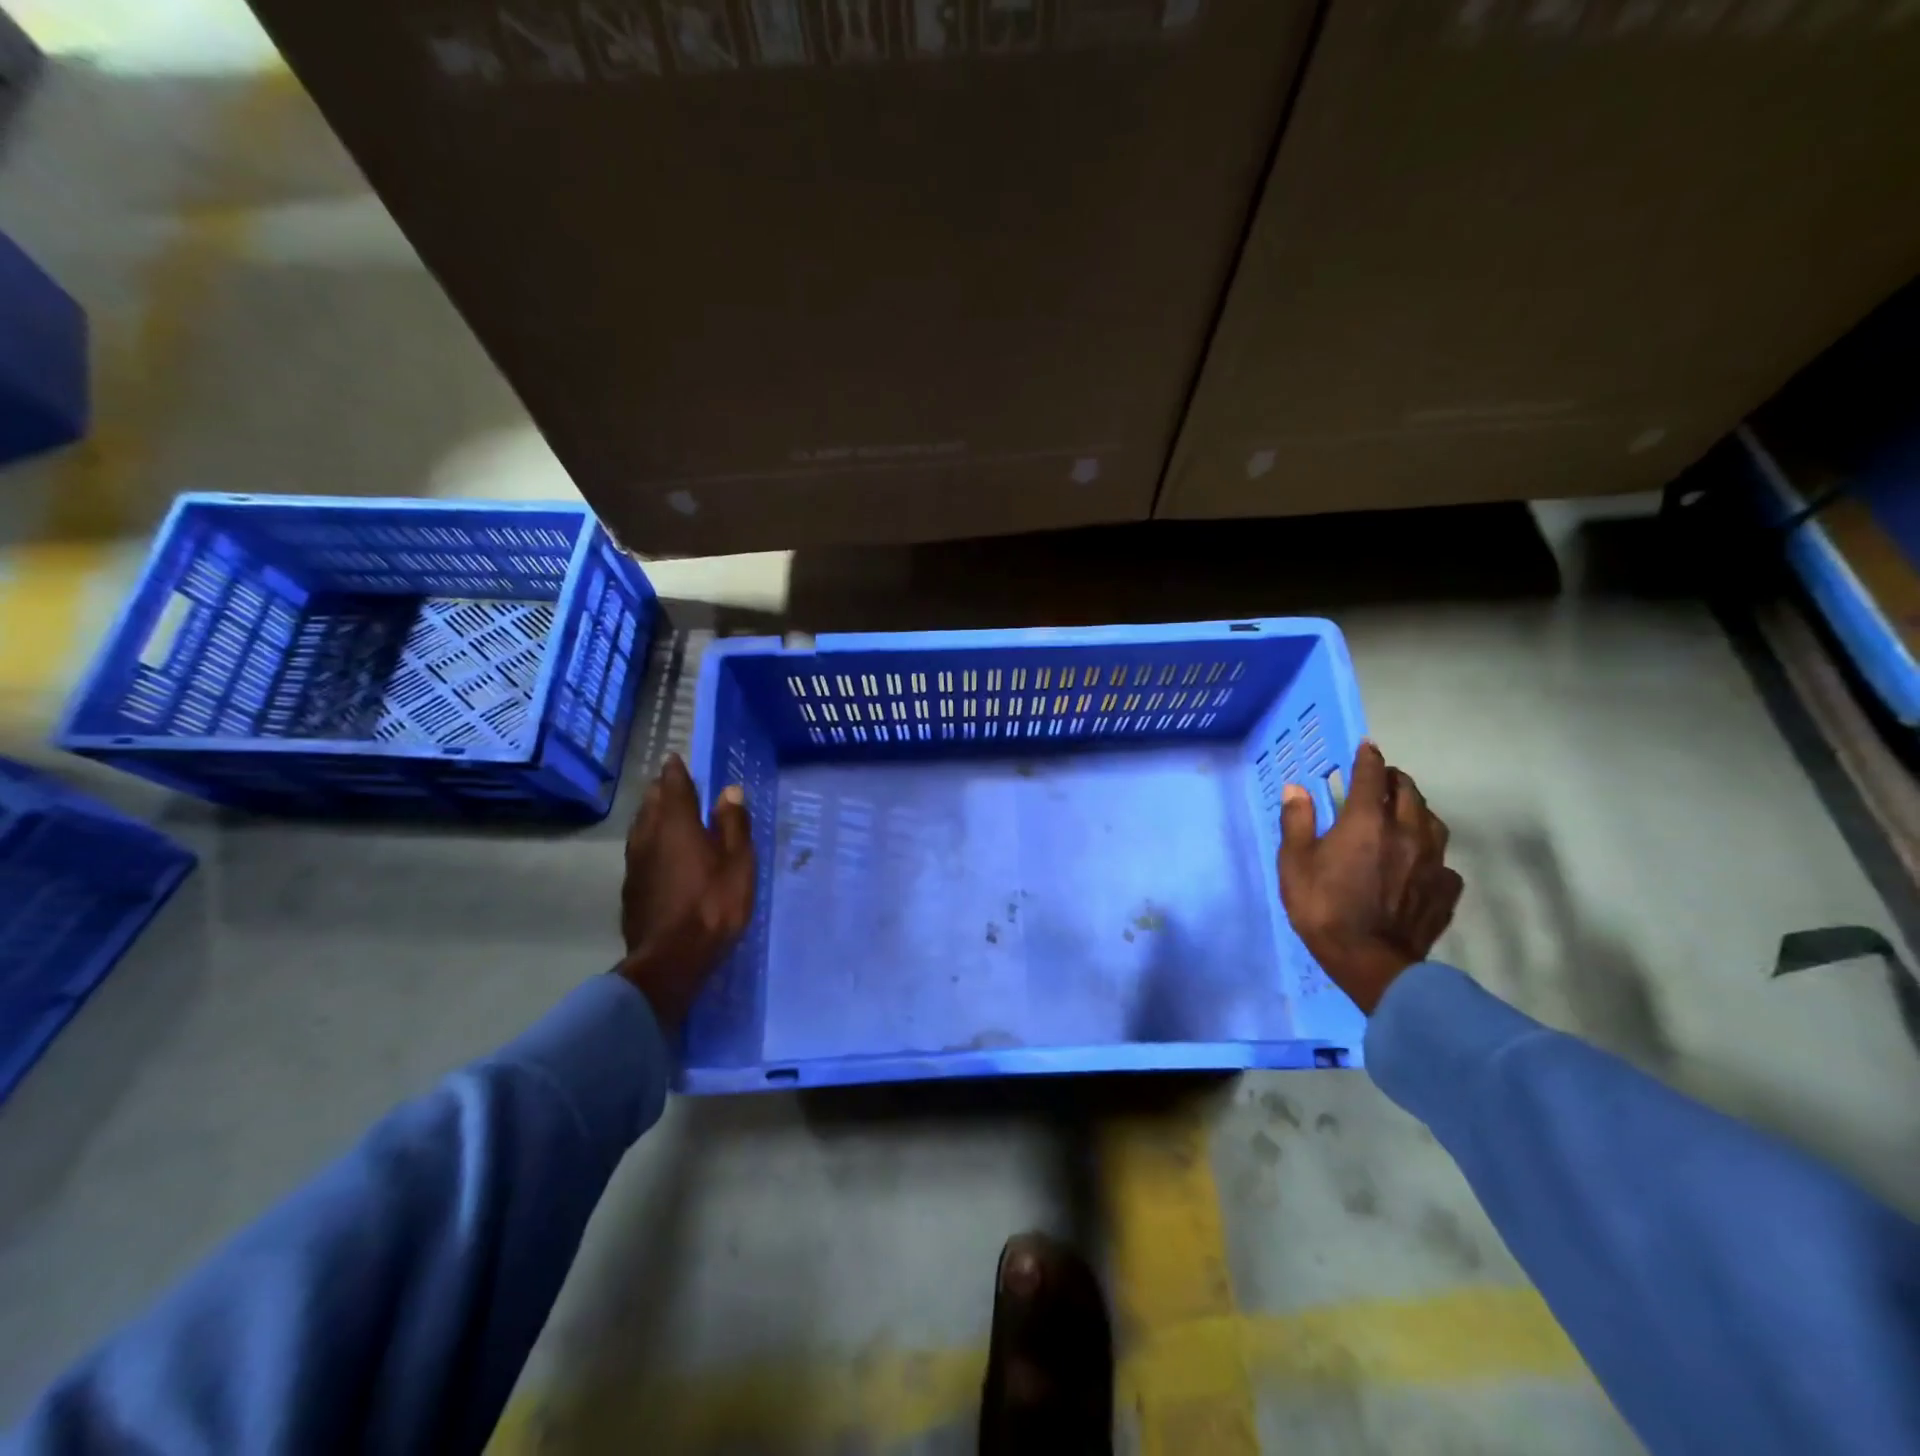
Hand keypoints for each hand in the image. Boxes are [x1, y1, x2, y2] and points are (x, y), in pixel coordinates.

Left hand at [616, 754, 754, 1032]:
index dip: (675, 771)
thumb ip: (733, 824)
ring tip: (664, 811)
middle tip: (672, 782)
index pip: (673, 786)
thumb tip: (728, 791)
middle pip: (652, 803)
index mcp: (676, 824)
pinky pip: (640, 850)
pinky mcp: (631, 888)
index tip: (675, 758)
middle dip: (662, 790)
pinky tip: (659, 851)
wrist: (671, 959)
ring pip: (641, 826)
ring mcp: (635, 863)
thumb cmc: (713, 904)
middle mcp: (649, 836)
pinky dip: (650, 840)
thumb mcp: (738, 862)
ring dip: (652, 814)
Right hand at [1277, 741, 1462, 1013]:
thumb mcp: (1294, 863)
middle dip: (1395, 780)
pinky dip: (1430, 853)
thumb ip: (1297, 822)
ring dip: (1417, 810)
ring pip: (1432, 822)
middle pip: (1408, 792)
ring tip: (1405, 812)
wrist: (1371, 963)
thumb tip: (1297, 788)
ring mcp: (1432, 861)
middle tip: (1382, 779)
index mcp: (1365, 822)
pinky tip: (1420, 863)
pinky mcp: (1445, 889)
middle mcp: (1405, 832)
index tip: (1366, 746)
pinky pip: (1443, 861)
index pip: (1371, 776)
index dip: (1368, 757)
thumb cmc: (1323, 908)